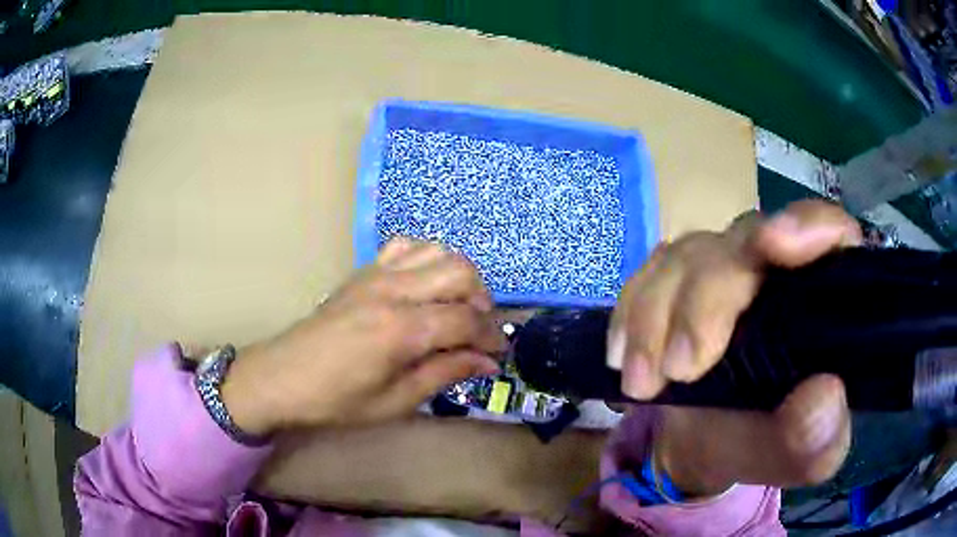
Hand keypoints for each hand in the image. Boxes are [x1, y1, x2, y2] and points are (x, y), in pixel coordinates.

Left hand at [221, 238, 505, 435]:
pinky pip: (406, 246)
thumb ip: (444, 374)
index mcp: (401, 330)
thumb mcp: (395, 402)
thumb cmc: (337, 400)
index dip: (490, 337)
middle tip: (477, 331)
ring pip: (438, 251)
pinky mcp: (364, 271)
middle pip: (460, 272)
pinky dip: (427, 259)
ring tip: (455, 307)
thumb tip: (486, 362)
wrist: (282, 377)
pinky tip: (424, 286)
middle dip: (482, 301)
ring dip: (459, 277)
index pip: (467, 320)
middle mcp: (394, 291)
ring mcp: (377, 274)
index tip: (498, 355)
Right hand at [608, 200, 861, 495]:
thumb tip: (823, 396)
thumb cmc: (766, 447)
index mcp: (824, 300)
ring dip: (656, 316)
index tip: (772, 246)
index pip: (831, 234)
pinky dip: (631, 313)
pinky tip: (623, 356)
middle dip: (707, 299)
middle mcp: (778, 271)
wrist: (707, 449)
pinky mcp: (681, 284)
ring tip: (642, 383)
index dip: (807, 226)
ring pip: (691, 255)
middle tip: (680, 369)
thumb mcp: (800, 459)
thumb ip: (818, 440)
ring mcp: (726, 272)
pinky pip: (650, 274)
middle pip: (746, 242)